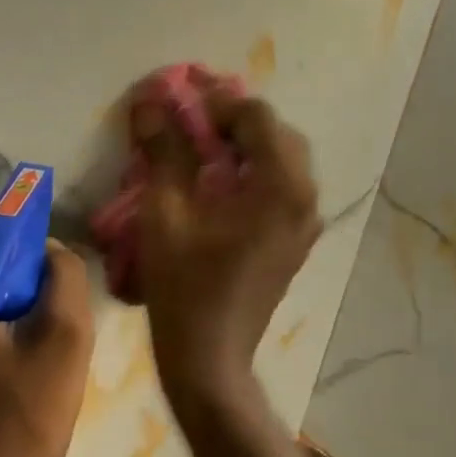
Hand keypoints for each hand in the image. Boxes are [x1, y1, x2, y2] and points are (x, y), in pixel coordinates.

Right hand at [133, 86, 321, 406]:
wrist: (209, 356)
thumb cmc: (183, 287)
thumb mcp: (165, 215)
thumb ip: (163, 153)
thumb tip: (151, 102)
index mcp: (279, 187)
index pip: (255, 117)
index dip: (215, 102)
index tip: (177, 100)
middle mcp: (304, 198)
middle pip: (274, 135)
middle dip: (231, 121)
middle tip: (187, 122)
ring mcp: (303, 224)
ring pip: (279, 162)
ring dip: (241, 147)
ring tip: (197, 149)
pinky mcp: (292, 242)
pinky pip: (277, 190)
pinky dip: (248, 174)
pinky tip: (213, 186)